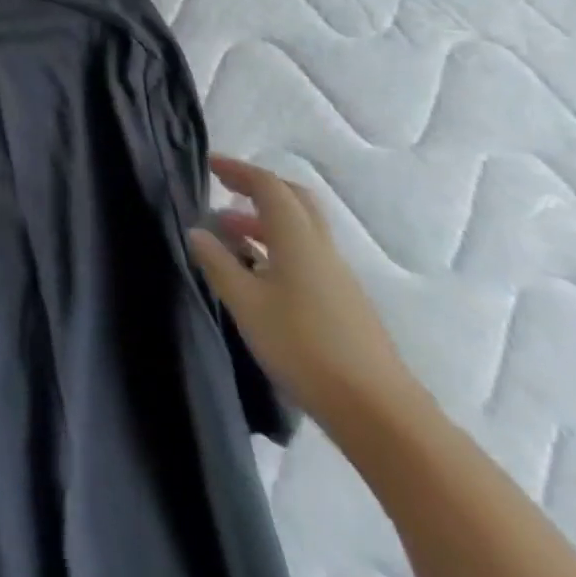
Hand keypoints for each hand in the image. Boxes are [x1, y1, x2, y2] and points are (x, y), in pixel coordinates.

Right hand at [189, 155, 421, 440]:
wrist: (377, 412)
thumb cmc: (302, 346)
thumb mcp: (245, 302)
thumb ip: (218, 262)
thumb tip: (198, 231)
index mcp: (298, 239)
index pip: (269, 187)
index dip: (239, 170)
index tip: (209, 164)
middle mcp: (321, 249)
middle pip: (293, 201)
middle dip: (258, 188)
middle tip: (223, 188)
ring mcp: (336, 277)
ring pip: (299, 230)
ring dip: (264, 221)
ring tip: (227, 234)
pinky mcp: (342, 302)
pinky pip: (304, 255)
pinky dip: (276, 247)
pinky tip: (255, 272)